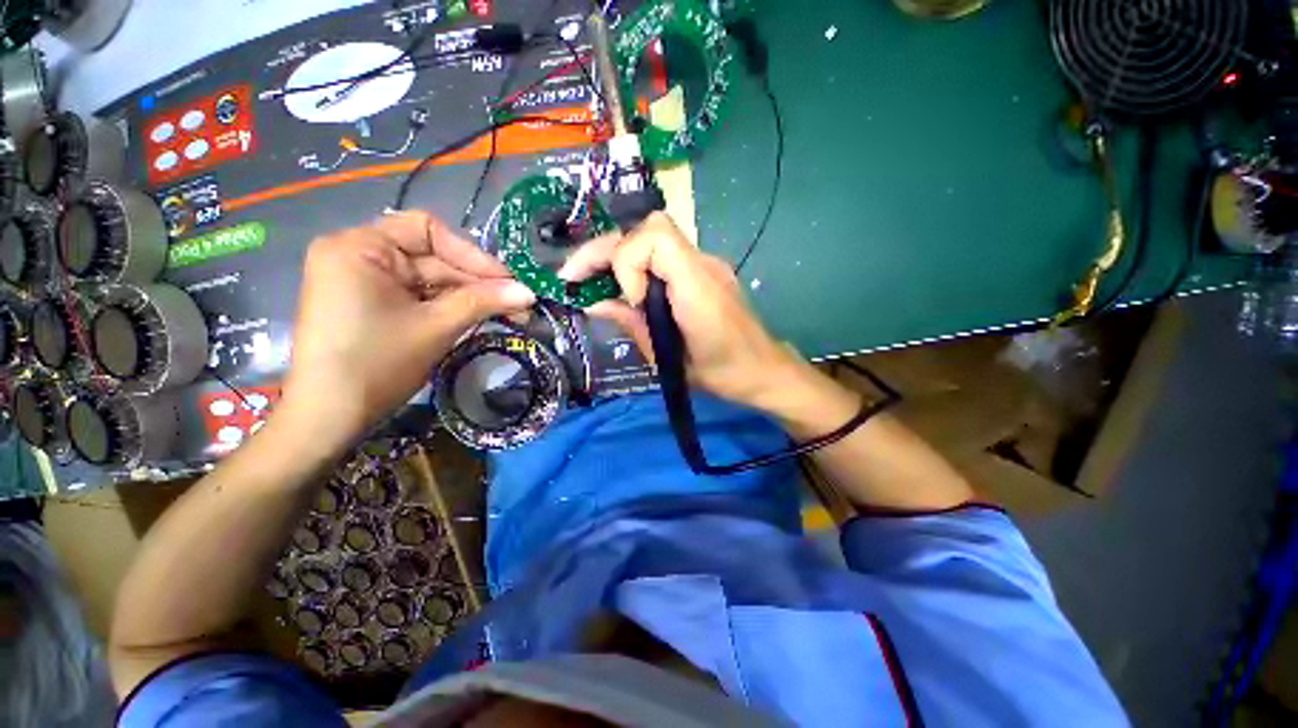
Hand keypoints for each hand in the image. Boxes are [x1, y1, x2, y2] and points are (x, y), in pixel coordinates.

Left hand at [278, 212, 534, 447]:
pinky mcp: (371, 304)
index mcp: (360, 247)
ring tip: (507, 315)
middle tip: (518, 305)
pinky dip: (448, 307)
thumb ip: (484, 302)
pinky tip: (477, 319)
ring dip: (468, 297)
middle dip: (477, 282)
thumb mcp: (436, 327)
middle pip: (432, 257)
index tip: (507, 282)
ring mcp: (363, 281)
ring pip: (430, 279)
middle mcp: (357, 254)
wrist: (330, 418)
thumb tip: (530, 292)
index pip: (427, 230)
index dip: (472, 255)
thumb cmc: (377, 364)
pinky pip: (418, 296)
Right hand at [559, 212, 832, 416]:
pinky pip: (663, 254)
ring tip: (591, 281)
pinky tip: (625, 288)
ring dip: (617, 255)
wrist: (763, 370)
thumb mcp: (669, 359)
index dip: (628, 263)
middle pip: (649, 228)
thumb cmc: (721, 374)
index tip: (630, 302)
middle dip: (605, 250)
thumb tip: (594, 304)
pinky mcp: (704, 271)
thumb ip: (632, 324)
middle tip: (573, 277)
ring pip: (653, 236)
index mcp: (699, 288)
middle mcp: (704, 264)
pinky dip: (636, 265)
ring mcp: (706, 263)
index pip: (655, 237)